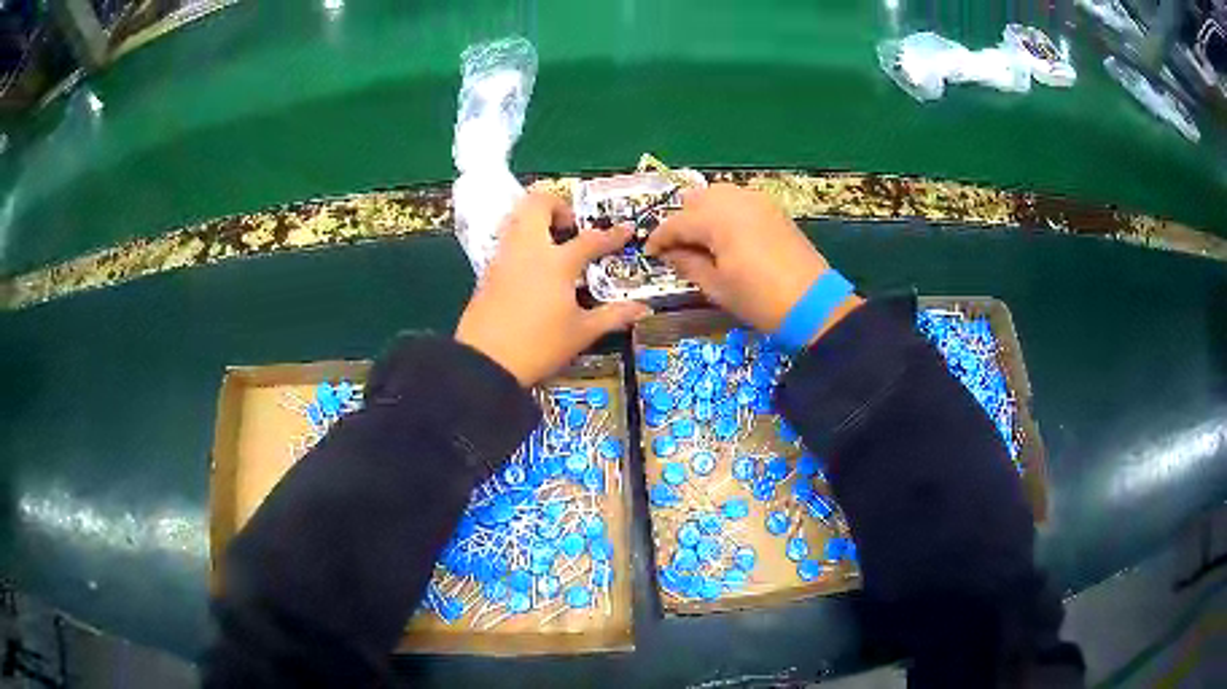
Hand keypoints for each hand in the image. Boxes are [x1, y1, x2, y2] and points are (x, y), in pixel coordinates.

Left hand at [455, 193, 650, 385]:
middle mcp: (528, 250)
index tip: (625, 229)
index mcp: (557, 263)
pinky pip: (506, 241)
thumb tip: (642, 309)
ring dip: (535, 219)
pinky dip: (521, 240)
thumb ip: (613, 316)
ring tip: (551, 242)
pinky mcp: (488, 271)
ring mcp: (504, 258)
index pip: (590, 240)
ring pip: (517, 218)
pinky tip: (531, 266)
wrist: (485, 362)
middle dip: (557, 205)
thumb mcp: (581, 333)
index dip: (611, 235)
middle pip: (538, 204)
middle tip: (570, 226)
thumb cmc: (538, 346)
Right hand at [645, 184, 860, 340]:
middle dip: (682, 221)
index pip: (677, 222)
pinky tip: (726, 236)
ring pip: (718, 194)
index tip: (649, 253)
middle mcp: (735, 200)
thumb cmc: (759, 299)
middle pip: (696, 200)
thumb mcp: (716, 286)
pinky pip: (739, 200)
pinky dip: (725, 212)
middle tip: (677, 248)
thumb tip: (670, 252)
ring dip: (704, 213)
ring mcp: (757, 201)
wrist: (813, 303)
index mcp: (717, 218)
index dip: (660, 238)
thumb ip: (688, 263)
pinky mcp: (773, 208)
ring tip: (702, 241)